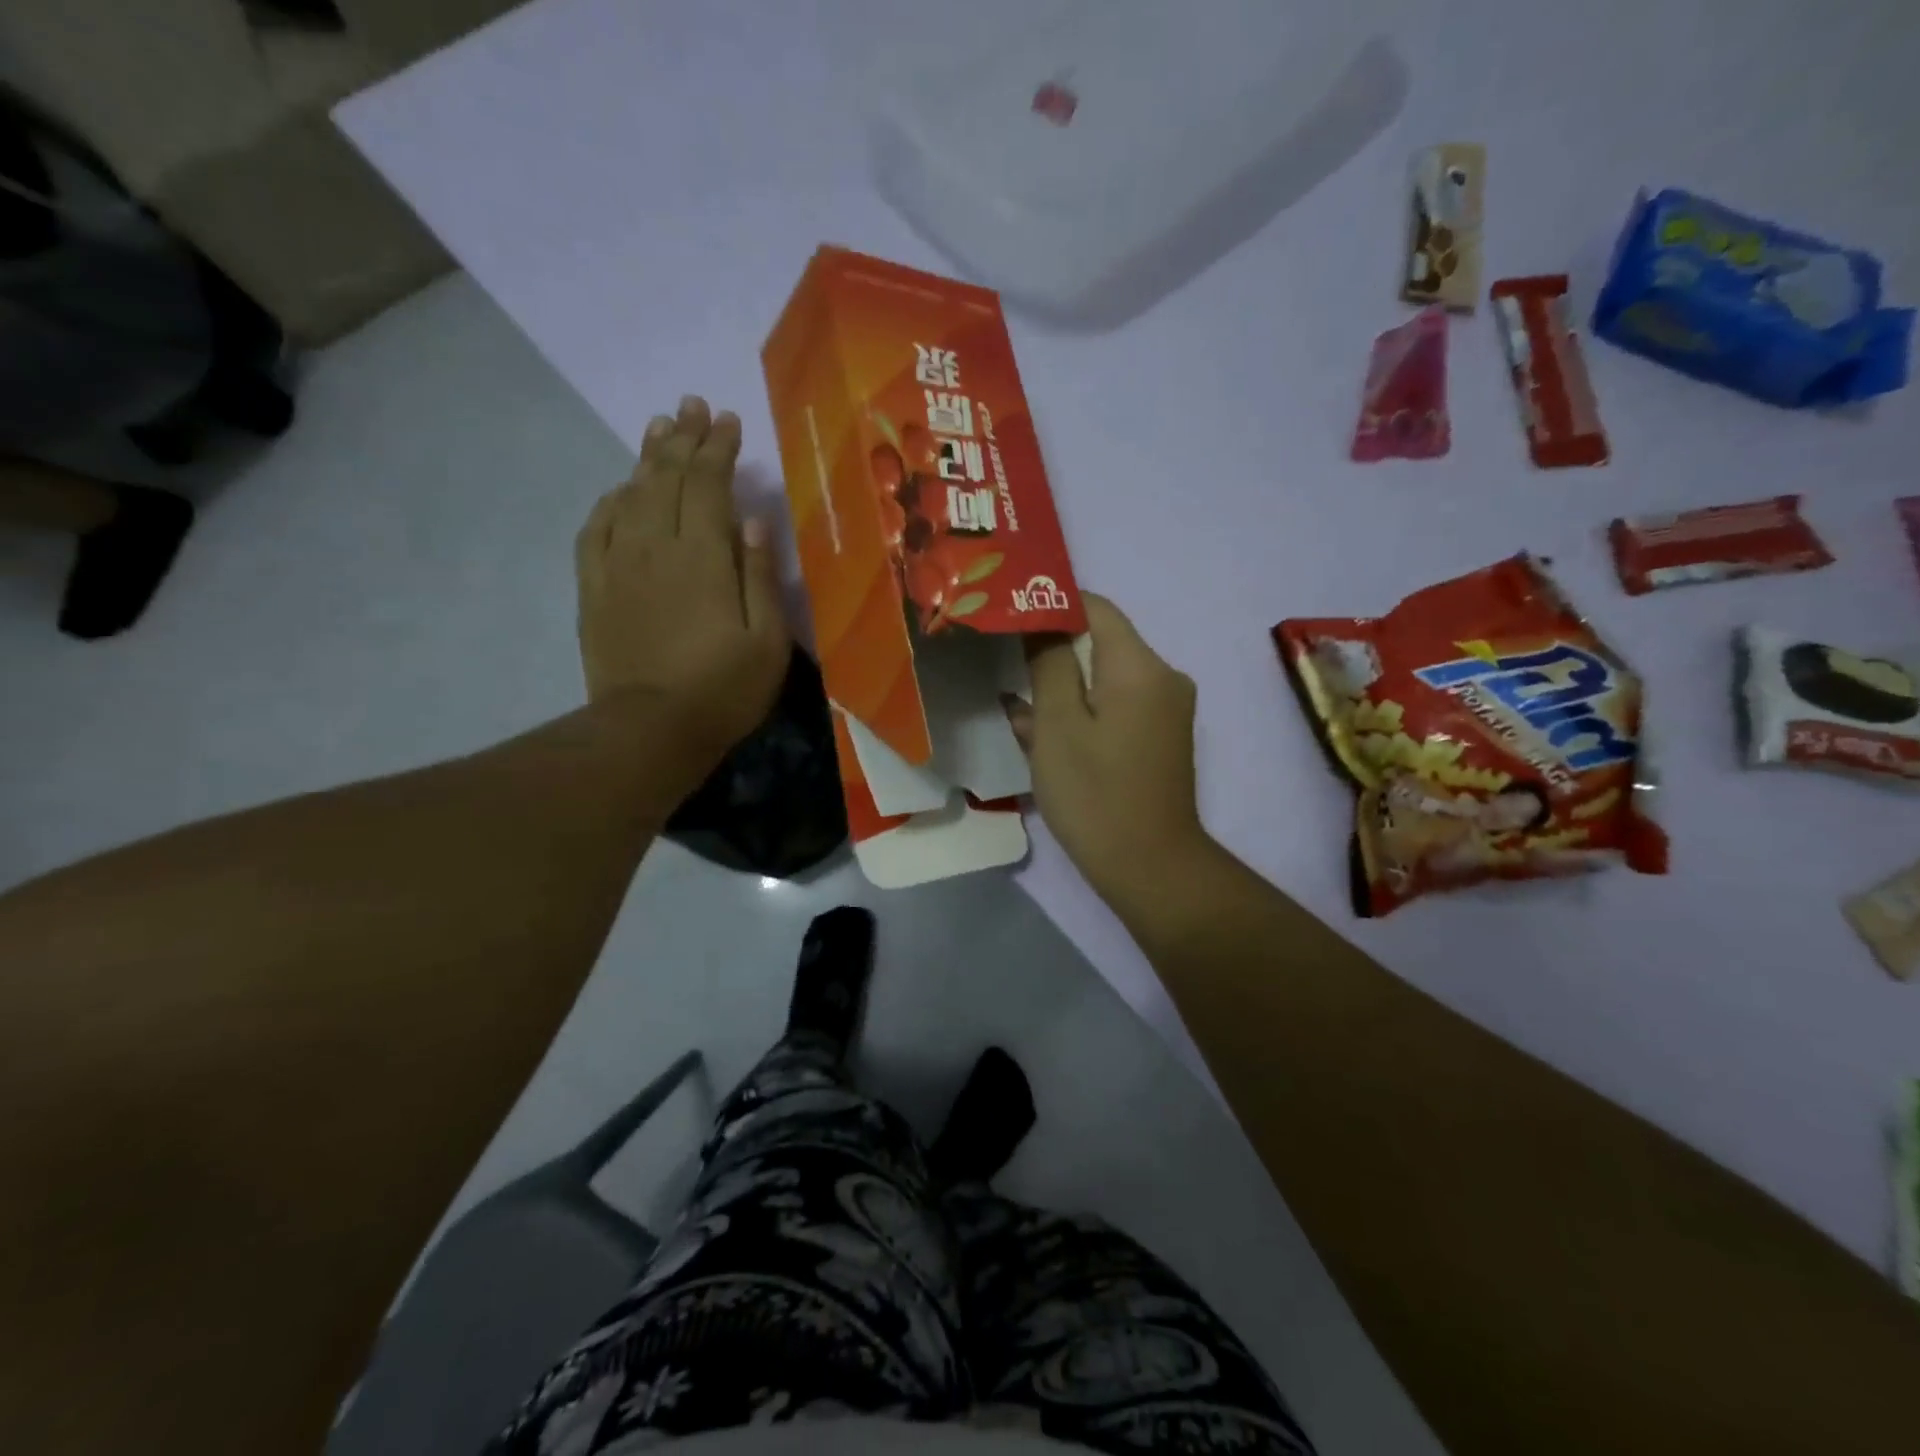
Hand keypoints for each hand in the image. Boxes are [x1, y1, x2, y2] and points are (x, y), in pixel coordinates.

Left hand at [576, 396, 788, 756]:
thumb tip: (755, 521)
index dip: (717, 449)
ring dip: (646, 458)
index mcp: (703, 558)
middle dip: (681, 438)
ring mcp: (617, 567)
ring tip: (658, 428)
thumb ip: (761, 577)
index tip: (727, 420)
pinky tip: (619, 490)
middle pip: (665, 478)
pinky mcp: (593, 590)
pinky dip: (609, 502)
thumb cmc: (723, 690)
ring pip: (629, 496)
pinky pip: (596, 531)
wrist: (649, 730)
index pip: (707, 485)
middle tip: (691, 405)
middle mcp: (655, 548)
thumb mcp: (768, 641)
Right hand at [1007, 594, 1209, 906]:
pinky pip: (1114, 708)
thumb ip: (1048, 663)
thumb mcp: (1058, 725)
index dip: (1051, 605)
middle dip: (1051, 650)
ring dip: (1061, 686)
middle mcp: (1162, 678)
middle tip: (1001, 656)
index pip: (1096, 608)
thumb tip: (1040, 620)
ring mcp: (1163, 711)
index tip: (1008, 616)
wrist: (1150, 868)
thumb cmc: (1095, 794)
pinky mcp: (1157, 739)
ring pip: (1103, 679)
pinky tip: (1036, 729)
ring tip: (1012, 696)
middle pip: (1101, 643)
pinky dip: (1080, 712)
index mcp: (1140, 666)